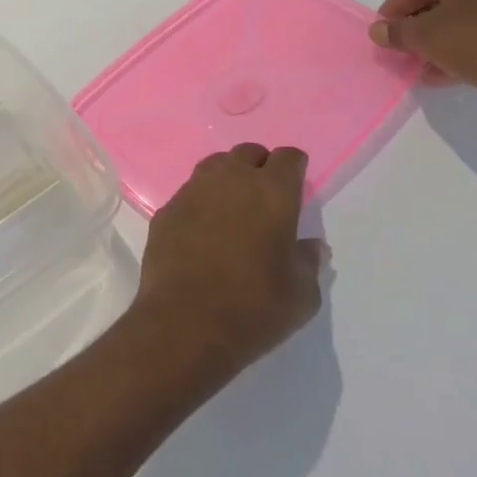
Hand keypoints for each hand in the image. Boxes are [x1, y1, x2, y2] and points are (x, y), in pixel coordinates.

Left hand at [130, 144, 327, 389]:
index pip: (288, 157)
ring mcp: (193, 191)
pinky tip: (202, 231)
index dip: (294, 169)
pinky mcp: (167, 209)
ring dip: (228, 178)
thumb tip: (309, 245)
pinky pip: (189, 193)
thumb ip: (308, 261)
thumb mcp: (302, 295)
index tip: (295, 188)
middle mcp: (231, 180)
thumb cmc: (254, 309)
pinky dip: (201, 203)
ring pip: (215, 166)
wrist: (184, 323)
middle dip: (260, 167)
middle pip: (248, 153)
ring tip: (233, 208)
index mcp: (272, 192)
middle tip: (265, 198)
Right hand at [368, 0, 476, 119]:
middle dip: (417, 27)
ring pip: (462, 19)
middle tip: (400, 49)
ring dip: (438, 41)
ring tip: (421, 65)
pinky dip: (462, 47)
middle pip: (440, 1)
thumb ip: (395, 32)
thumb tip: (377, 31)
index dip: (393, 11)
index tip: (381, 33)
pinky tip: (446, 71)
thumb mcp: (424, 37)